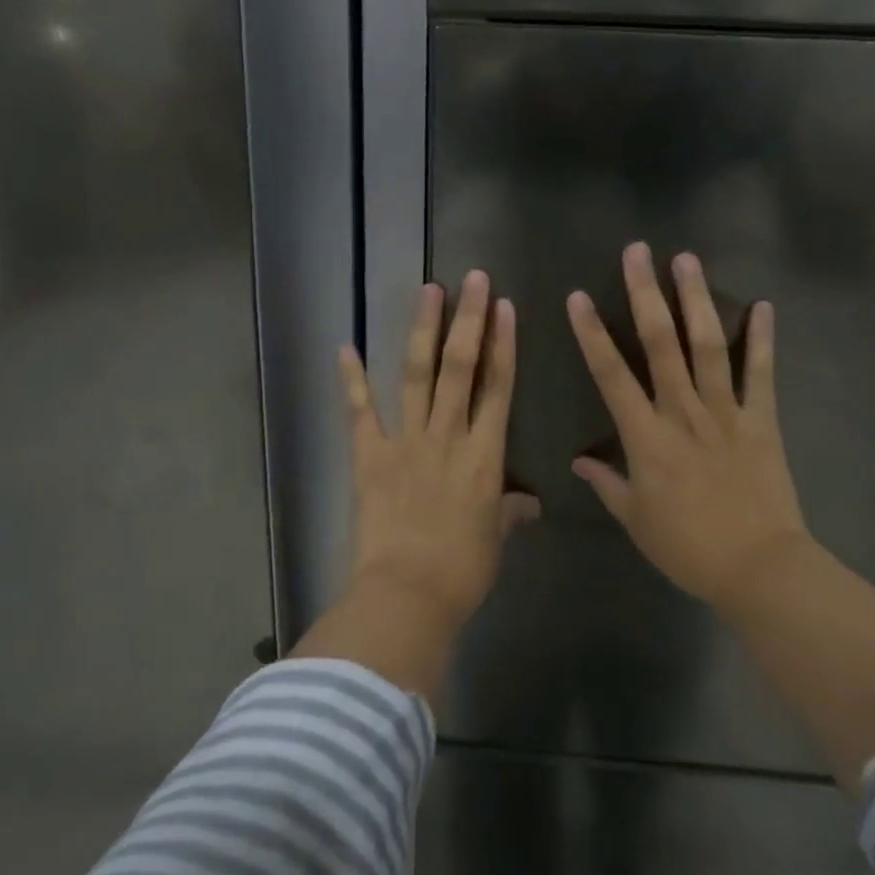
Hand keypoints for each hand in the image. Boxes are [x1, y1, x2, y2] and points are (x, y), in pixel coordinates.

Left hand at [340, 270, 539, 626]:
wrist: (407, 595)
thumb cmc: (462, 571)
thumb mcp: (495, 540)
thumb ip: (510, 512)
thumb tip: (528, 503)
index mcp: (484, 456)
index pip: (499, 387)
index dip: (503, 344)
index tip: (505, 307)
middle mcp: (448, 436)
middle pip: (460, 367)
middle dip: (468, 319)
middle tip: (473, 279)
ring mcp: (406, 442)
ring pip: (417, 375)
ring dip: (423, 330)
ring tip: (429, 290)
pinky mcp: (370, 456)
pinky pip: (360, 411)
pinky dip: (352, 379)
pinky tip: (346, 346)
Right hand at [567, 243, 809, 608]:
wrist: (758, 568)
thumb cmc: (688, 547)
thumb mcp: (636, 520)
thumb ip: (607, 483)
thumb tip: (579, 461)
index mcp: (646, 437)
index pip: (611, 375)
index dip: (592, 334)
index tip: (578, 297)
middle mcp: (683, 412)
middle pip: (661, 344)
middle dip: (646, 294)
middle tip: (638, 252)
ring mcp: (727, 412)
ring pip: (708, 346)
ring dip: (697, 300)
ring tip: (688, 260)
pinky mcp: (762, 420)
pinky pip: (762, 374)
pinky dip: (763, 339)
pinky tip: (764, 306)